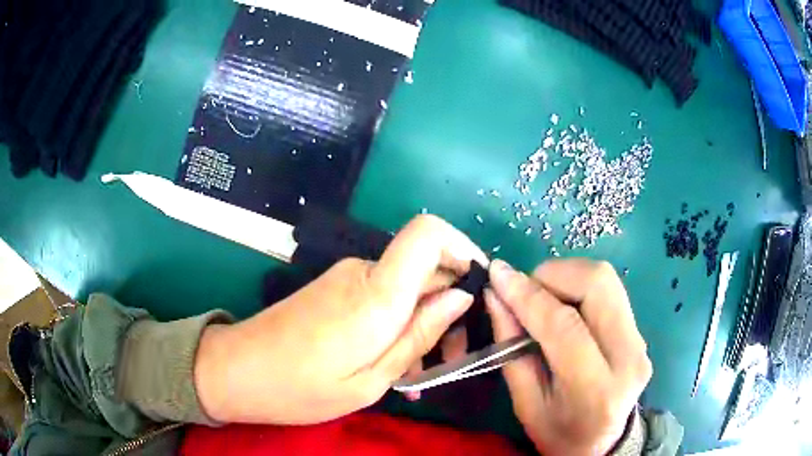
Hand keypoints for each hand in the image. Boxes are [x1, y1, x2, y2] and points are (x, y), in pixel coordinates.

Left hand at [194, 215, 487, 424]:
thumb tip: (460, 297)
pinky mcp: (335, 288)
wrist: (237, 371)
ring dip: (424, 322)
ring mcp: (346, 277)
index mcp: (376, 292)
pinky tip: (393, 363)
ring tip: (419, 374)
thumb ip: (419, 334)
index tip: (479, 287)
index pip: (428, 232)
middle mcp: (363, 271)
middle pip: (426, 265)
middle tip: (452, 359)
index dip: (462, 247)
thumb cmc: (301, 387)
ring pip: (406, 287)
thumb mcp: (371, 379)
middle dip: (450, 305)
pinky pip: (382, 296)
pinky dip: (399, 324)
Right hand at [485, 259, 651, 454]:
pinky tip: (563, 306)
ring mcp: (640, 340)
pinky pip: (609, 290)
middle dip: (552, 275)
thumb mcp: (525, 404)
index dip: (526, 295)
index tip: (496, 274)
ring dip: (565, 276)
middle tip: (525, 291)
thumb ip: (511, 349)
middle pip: (596, 284)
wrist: (603, 443)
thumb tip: (495, 296)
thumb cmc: (559, 433)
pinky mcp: (640, 331)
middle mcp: (628, 356)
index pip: (563, 326)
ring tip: (542, 299)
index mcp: (596, 389)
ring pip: (605, 278)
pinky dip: (578, 286)